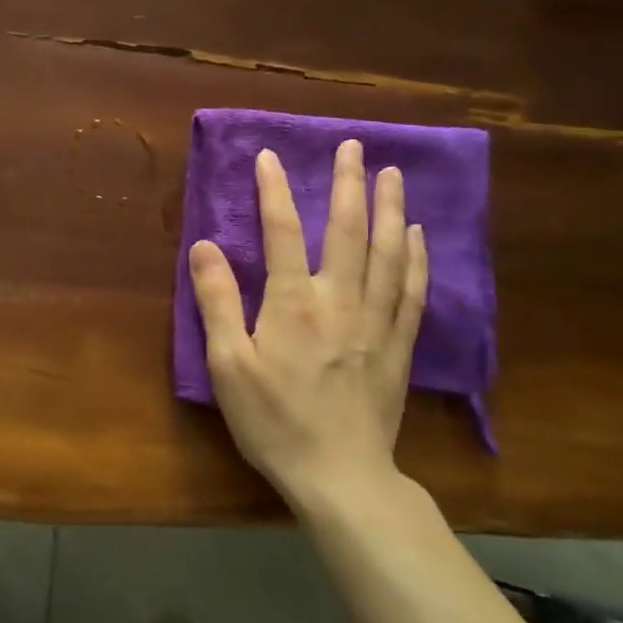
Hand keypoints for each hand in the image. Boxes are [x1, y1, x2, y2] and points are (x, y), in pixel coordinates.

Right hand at [187, 141, 427, 514]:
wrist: (340, 476)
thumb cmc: (273, 420)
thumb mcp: (229, 364)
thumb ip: (217, 301)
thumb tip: (204, 246)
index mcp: (294, 302)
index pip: (283, 231)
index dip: (275, 190)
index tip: (269, 156)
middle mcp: (340, 300)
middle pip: (348, 230)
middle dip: (349, 183)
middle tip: (354, 146)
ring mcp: (376, 322)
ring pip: (388, 253)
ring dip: (390, 209)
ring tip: (393, 174)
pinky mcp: (397, 346)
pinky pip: (412, 291)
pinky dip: (416, 257)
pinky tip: (417, 236)